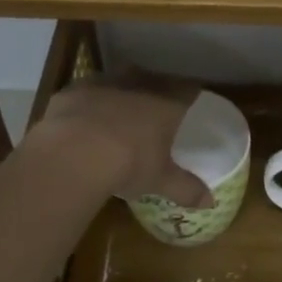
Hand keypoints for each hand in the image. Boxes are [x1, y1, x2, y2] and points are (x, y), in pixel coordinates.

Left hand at [32, 72, 212, 206]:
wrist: (73, 153)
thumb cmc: (129, 163)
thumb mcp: (160, 180)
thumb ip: (186, 188)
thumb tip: (210, 202)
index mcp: (166, 103)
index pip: (187, 90)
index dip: (191, 94)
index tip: (192, 101)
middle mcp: (137, 85)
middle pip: (153, 79)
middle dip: (155, 90)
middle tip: (155, 107)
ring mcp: (102, 84)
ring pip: (118, 81)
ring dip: (121, 92)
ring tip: (118, 112)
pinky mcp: (72, 91)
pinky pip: (85, 93)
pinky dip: (88, 103)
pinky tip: (84, 121)